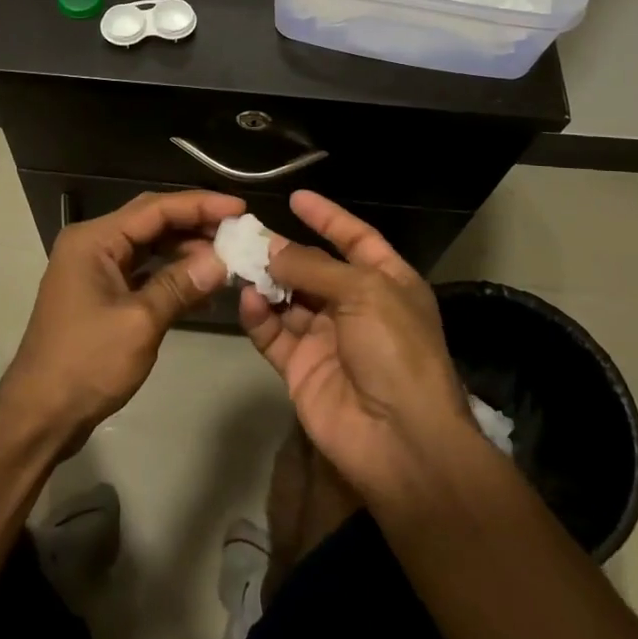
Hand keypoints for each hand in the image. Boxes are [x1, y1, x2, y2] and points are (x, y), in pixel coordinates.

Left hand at [0, 189, 244, 451]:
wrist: (40, 413)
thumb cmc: (86, 363)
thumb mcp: (139, 322)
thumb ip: (180, 285)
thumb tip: (222, 261)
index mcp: (94, 240)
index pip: (155, 208)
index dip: (200, 205)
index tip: (240, 208)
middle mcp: (93, 246)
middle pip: (152, 222)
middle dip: (196, 225)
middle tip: (240, 232)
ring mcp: (96, 271)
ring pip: (150, 248)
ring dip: (186, 251)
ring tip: (229, 258)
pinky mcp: (102, 295)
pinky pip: (144, 273)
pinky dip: (172, 277)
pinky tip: (204, 288)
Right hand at [237, 191, 475, 500]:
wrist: (400, 440)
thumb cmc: (395, 350)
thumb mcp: (364, 292)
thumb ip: (314, 266)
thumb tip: (272, 249)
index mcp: (387, 283)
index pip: (355, 238)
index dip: (328, 217)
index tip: (296, 198)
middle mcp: (356, 306)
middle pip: (314, 268)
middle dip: (284, 249)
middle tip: (246, 232)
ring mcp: (326, 338)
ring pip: (288, 298)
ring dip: (265, 280)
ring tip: (237, 260)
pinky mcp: (300, 367)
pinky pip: (273, 333)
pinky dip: (258, 315)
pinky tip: (247, 299)